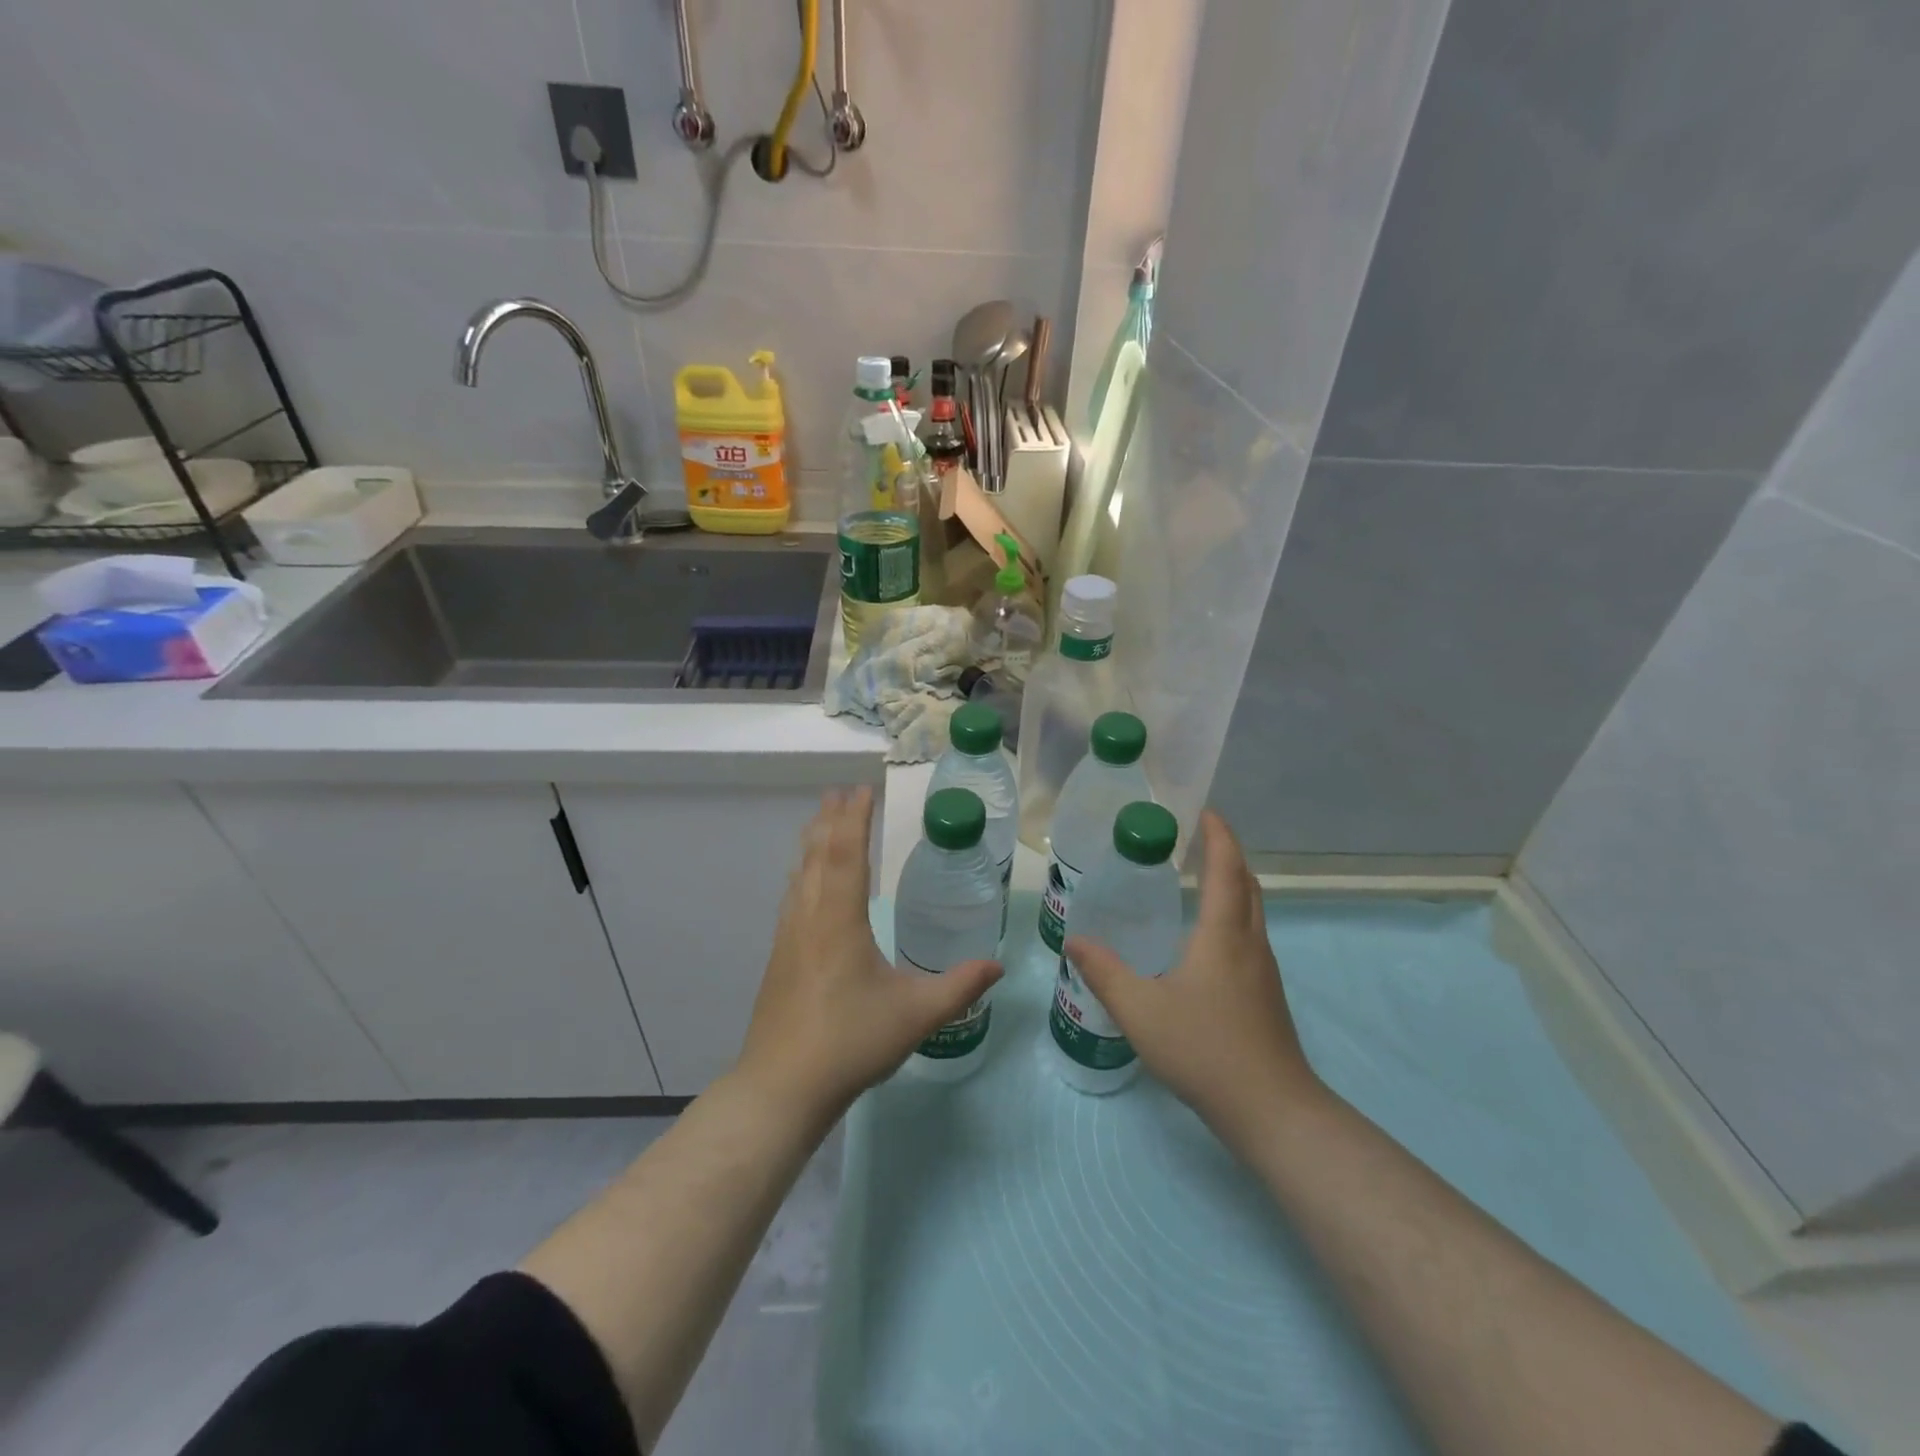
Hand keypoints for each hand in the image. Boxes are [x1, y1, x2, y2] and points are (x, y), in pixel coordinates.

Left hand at [735, 787, 1001, 1125]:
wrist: (781, 1087)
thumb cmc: (850, 1042)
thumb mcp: (916, 1015)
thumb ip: (960, 987)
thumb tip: (998, 967)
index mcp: (839, 920)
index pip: (847, 853)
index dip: (854, 818)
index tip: (861, 789)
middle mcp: (809, 917)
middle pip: (818, 855)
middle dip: (830, 820)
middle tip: (839, 792)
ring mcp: (789, 937)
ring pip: (800, 874)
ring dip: (813, 843)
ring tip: (820, 821)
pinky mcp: (780, 957)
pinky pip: (792, 896)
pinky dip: (802, 872)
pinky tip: (803, 881)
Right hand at [1065, 810, 1325, 1146]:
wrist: (1271, 1110)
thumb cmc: (1205, 1050)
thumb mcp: (1140, 1010)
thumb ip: (1104, 972)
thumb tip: (1075, 940)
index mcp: (1224, 934)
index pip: (1226, 868)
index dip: (1218, 834)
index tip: (1202, 809)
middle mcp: (1250, 943)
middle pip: (1246, 883)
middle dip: (1225, 854)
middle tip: (1193, 839)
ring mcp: (1263, 970)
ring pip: (1252, 910)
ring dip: (1231, 884)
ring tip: (1196, 878)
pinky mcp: (1265, 994)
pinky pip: (1249, 935)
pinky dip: (1231, 914)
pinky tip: (1203, 938)